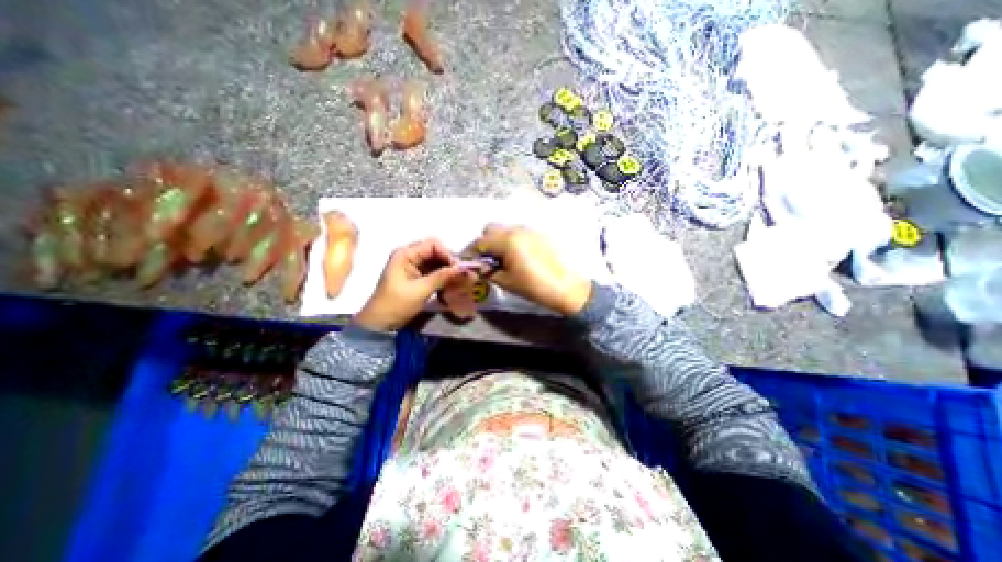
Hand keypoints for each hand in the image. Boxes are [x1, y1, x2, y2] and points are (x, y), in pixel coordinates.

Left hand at [352, 237, 465, 333]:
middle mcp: (409, 255)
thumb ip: (442, 277)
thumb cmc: (396, 304)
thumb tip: (463, 269)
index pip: (433, 244)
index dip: (447, 254)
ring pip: (436, 261)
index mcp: (405, 254)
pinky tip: (451, 283)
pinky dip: (443, 276)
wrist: (380, 323)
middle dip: (449, 262)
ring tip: (459, 280)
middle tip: (461, 275)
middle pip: (436, 251)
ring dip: (448, 269)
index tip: (458, 269)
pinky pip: (434, 270)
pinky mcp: (416, 276)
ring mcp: (413, 265)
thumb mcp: (420, 290)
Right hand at [473, 223, 587, 314]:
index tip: (470, 262)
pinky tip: (518, 255)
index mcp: (507, 241)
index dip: (472, 252)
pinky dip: (511, 239)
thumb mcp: (506, 282)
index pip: (480, 241)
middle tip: (487, 259)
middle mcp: (517, 230)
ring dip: (498, 239)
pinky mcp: (539, 233)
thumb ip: (488, 271)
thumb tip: (478, 266)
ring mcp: (529, 229)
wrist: (567, 287)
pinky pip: (518, 231)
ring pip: (505, 228)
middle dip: (484, 242)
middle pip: (491, 228)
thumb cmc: (534, 287)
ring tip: (503, 258)